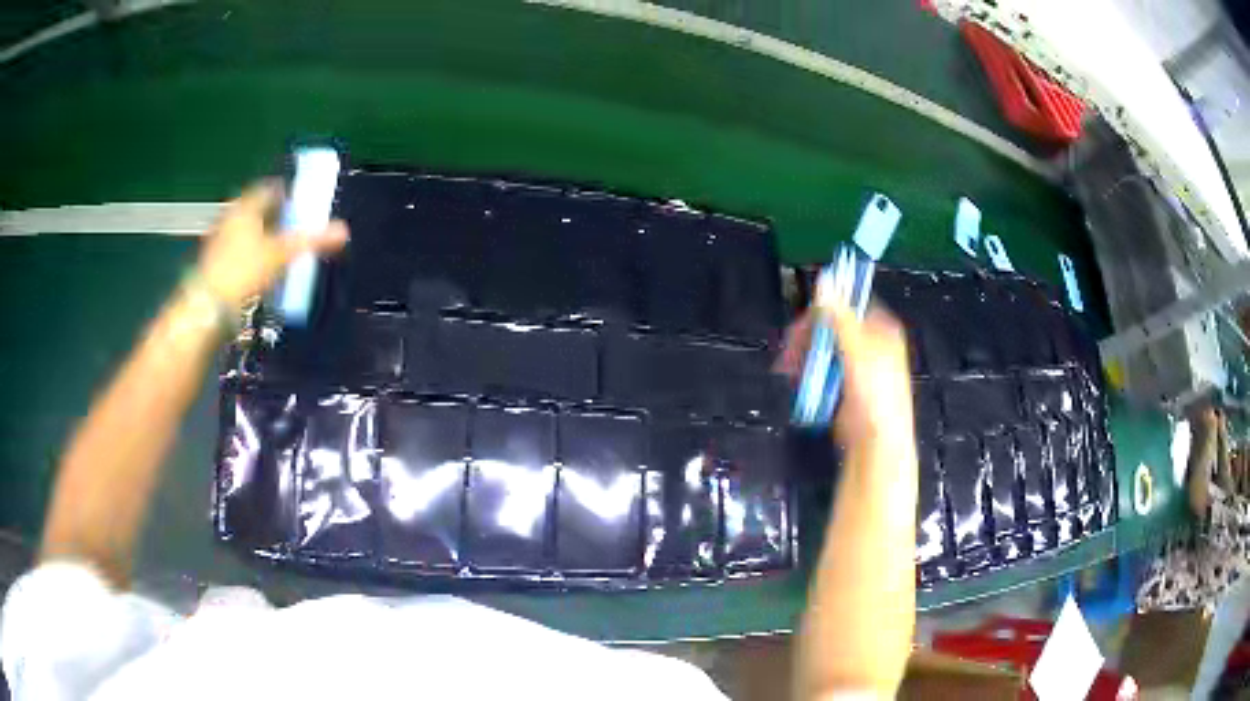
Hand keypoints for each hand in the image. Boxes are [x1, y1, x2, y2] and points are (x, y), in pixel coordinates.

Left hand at [197, 180, 348, 308]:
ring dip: (260, 236)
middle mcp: (231, 216)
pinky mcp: (213, 263)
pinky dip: (248, 255)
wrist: (208, 306)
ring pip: (244, 230)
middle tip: (290, 226)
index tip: (299, 203)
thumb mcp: (282, 255)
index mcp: (247, 206)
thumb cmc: (244, 271)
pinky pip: (236, 251)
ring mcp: (219, 240)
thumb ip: (312, 241)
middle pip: (256, 209)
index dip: (286, 193)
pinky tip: (258, 270)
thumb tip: (344, 230)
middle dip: (273, 216)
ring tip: (276, 250)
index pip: (270, 189)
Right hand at [776, 302, 913, 444]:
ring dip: (803, 355)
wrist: (876, 442)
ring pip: (823, 349)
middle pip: (831, 327)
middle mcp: (869, 343)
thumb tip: (824, 280)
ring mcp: (856, 365)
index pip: (849, 305)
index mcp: (881, 328)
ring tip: (788, 369)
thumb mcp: (857, 350)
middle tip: (790, 348)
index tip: (804, 318)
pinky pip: (821, 369)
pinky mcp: (843, 385)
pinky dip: (807, 372)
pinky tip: (795, 379)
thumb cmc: (876, 394)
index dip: (827, 308)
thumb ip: (839, 316)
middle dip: (808, 336)